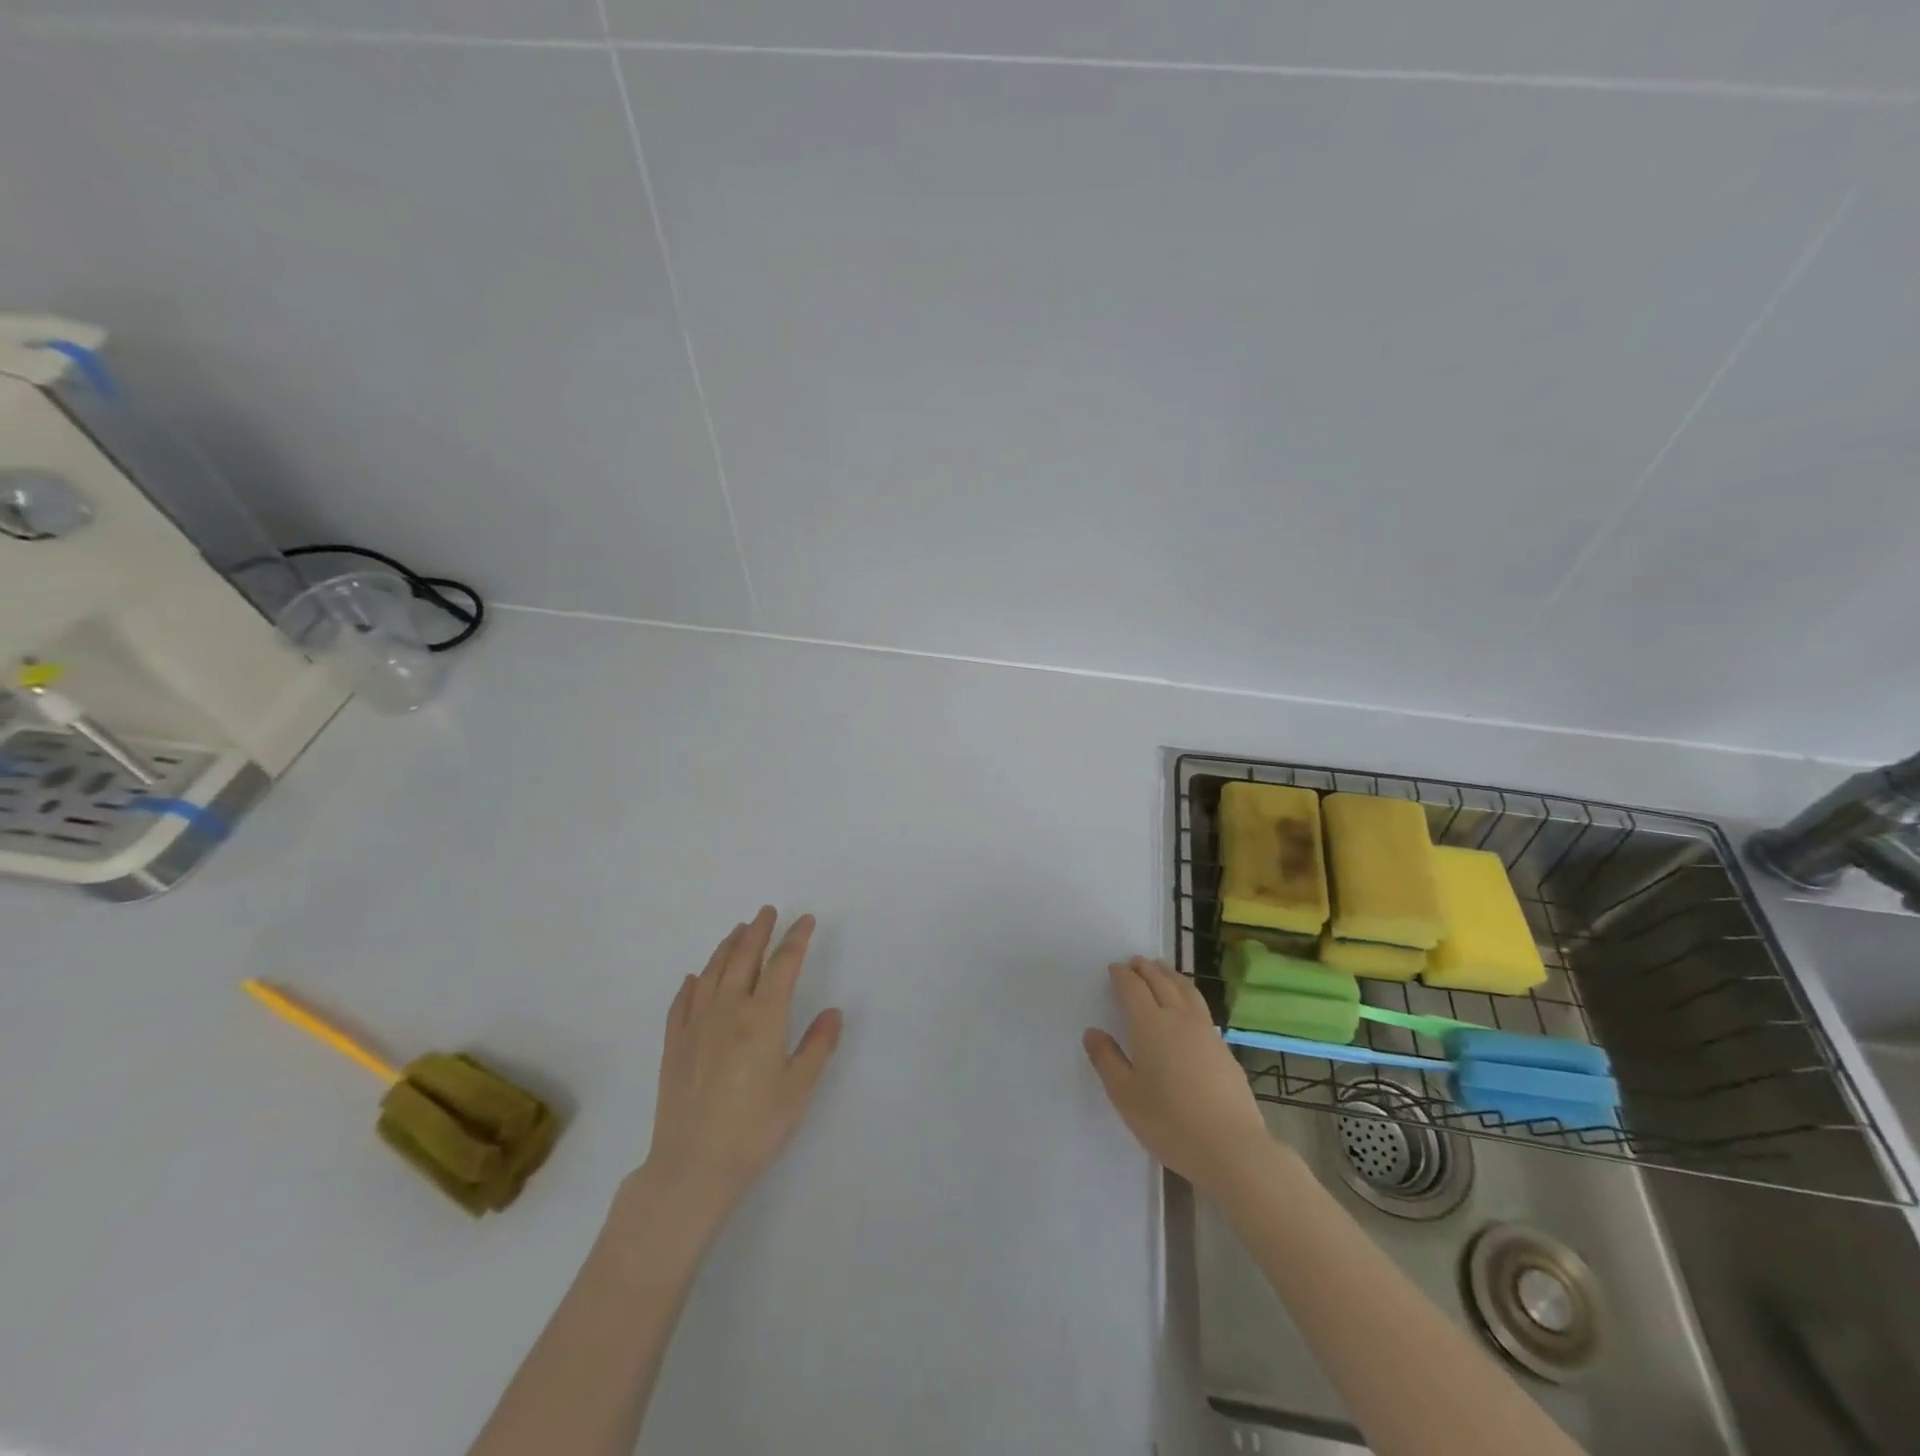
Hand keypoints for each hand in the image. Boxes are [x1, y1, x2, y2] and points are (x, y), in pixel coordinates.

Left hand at [632, 907, 843, 1234]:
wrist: (692, 1166)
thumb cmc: (754, 1128)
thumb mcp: (798, 1090)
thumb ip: (817, 1047)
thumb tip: (833, 1012)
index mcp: (763, 1018)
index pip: (783, 965)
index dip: (796, 939)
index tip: (805, 920)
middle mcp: (728, 1010)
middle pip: (744, 958)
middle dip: (759, 931)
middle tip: (767, 912)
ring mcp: (696, 1025)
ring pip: (712, 973)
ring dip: (727, 947)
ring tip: (738, 931)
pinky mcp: (673, 1045)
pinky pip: (682, 1002)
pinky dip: (692, 984)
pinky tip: (695, 978)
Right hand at [1084, 957, 1276, 1196]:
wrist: (1231, 1148)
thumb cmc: (1170, 1122)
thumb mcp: (1125, 1095)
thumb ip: (1107, 1060)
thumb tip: (1093, 1032)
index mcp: (1150, 1025)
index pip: (1133, 988)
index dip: (1122, 975)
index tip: (1114, 968)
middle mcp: (1178, 1018)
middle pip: (1161, 982)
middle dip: (1146, 969)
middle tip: (1135, 961)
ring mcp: (1206, 1031)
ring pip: (1186, 990)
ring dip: (1170, 975)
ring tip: (1162, 969)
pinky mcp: (1223, 1048)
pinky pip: (1200, 1007)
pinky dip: (1187, 994)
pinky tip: (1187, 1006)